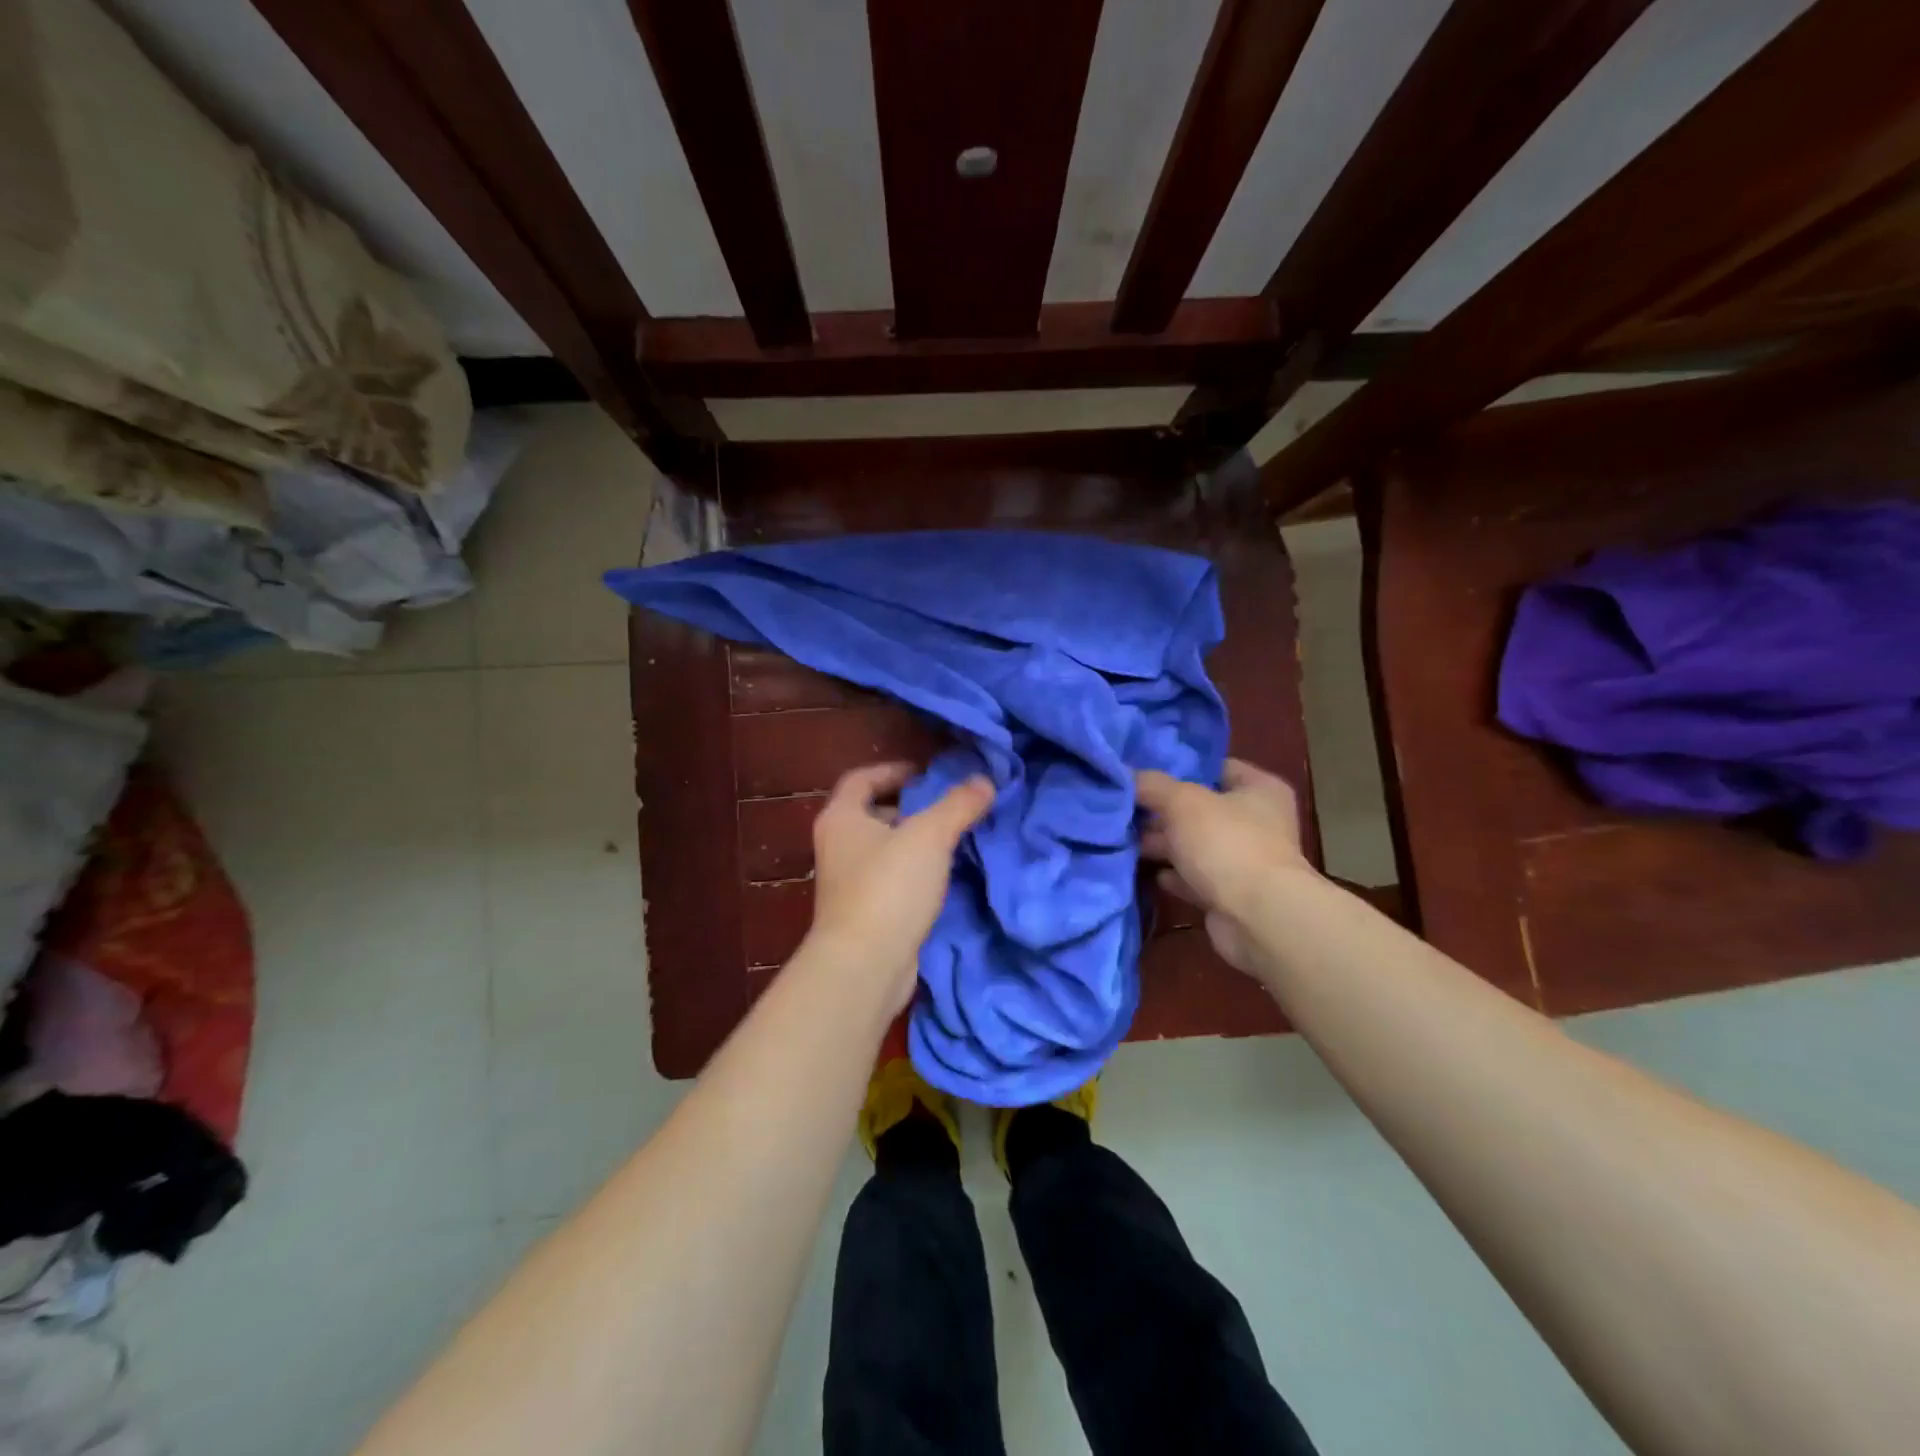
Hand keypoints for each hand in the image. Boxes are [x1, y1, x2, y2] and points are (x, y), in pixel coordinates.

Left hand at [809, 762, 995, 1011]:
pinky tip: (943, 877)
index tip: (928, 774)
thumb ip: (958, 805)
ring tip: (953, 839)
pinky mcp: (864, 914)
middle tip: (947, 806)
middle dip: (910, 807)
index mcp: (841, 818)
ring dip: (915, 842)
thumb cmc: (889, 888)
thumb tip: (984, 781)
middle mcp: (837, 846)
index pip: (861, 779)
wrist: (865, 965)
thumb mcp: (929, 836)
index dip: (894, 770)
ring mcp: (848, 883)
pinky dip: (914, 873)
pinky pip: (891, 880)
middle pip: (872, 813)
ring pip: (884, 849)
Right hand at [1136, 758, 1312, 974]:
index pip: (1217, 767)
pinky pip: (1195, 878)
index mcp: (1260, 790)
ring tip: (1124, 838)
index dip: (1182, 768)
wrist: (1258, 918)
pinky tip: (1148, 872)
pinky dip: (1174, 875)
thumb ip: (1152, 785)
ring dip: (1165, 844)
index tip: (1144, 772)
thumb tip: (1126, 773)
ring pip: (1196, 845)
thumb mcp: (1182, 802)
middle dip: (1164, 810)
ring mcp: (1246, 861)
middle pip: (1202, 808)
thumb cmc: (1226, 844)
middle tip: (1125, 808)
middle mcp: (1257, 822)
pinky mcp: (1232, 895)